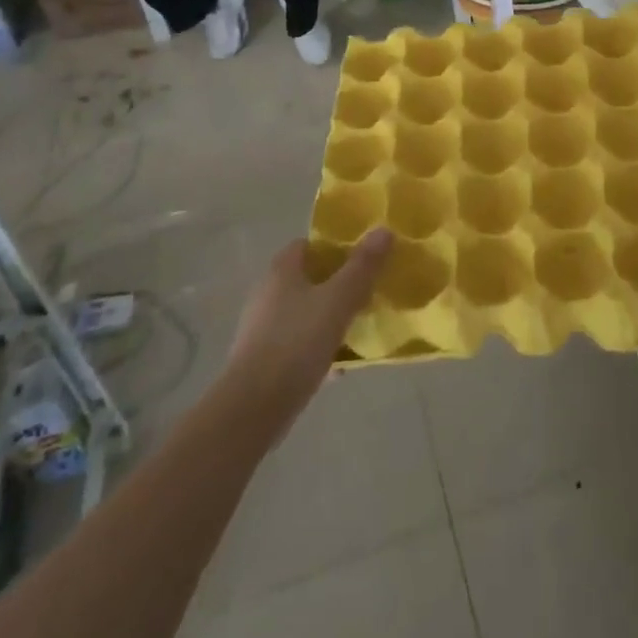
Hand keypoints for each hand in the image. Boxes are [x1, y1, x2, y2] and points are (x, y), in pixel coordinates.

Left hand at [226, 229, 391, 419]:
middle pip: (310, 280)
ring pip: (306, 314)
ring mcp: (263, 328)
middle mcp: (268, 293)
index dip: (335, 248)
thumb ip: (362, 266)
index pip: (309, 245)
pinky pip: (299, 345)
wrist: (254, 408)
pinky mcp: (264, 360)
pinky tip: (339, 368)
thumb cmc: (296, 342)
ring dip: (330, 320)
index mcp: (281, 271)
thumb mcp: (338, 300)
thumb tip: (384, 230)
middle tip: (368, 294)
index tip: (363, 259)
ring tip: (359, 330)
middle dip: (338, 286)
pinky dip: (319, 350)